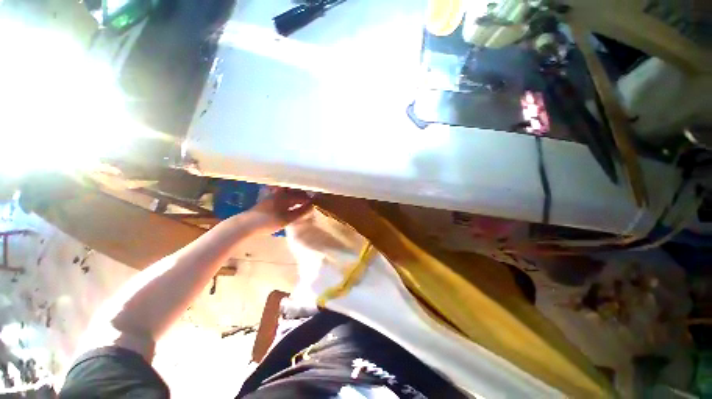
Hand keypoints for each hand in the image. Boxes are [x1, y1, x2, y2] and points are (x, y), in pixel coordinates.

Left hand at [243, 188, 313, 233]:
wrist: (245, 225)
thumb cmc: (268, 221)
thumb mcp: (287, 218)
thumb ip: (301, 212)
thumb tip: (313, 206)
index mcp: (285, 195)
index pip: (302, 195)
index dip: (310, 199)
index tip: (317, 202)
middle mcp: (280, 193)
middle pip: (295, 192)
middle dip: (304, 196)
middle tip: (312, 203)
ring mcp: (273, 196)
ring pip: (289, 195)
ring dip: (297, 198)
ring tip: (304, 204)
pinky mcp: (269, 201)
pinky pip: (284, 198)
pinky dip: (290, 201)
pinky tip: (292, 206)